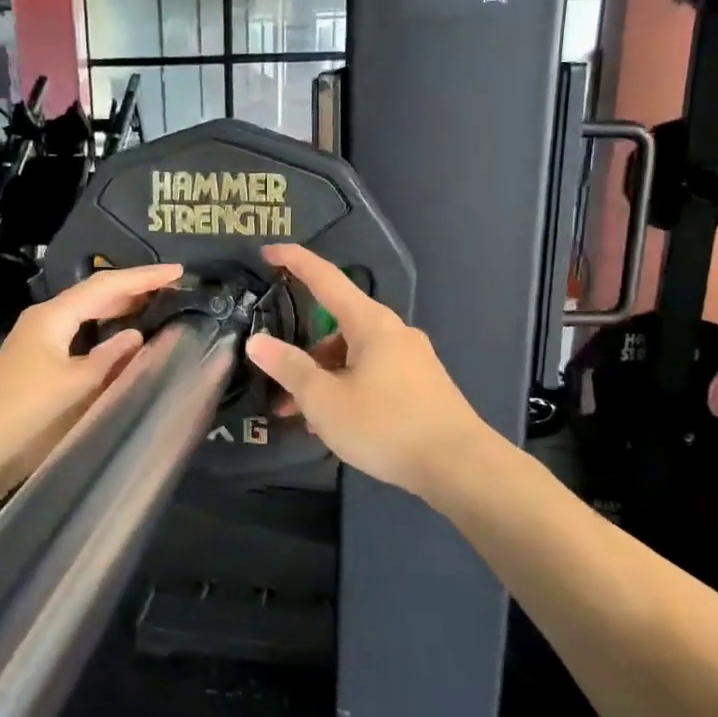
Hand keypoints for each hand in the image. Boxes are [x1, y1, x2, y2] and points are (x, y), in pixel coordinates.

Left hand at [0, 262, 182, 488]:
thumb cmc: (27, 414)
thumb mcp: (77, 385)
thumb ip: (111, 358)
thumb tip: (135, 335)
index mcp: (53, 316)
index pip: (106, 286)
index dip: (144, 277)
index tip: (179, 272)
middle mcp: (44, 320)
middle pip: (94, 295)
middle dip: (133, 289)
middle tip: (173, 287)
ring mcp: (38, 342)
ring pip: (86, 315)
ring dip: (119, 309)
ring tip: (155, 305)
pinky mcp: (37, 364)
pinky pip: (79, 336)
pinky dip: (105, 333)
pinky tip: (121, 342)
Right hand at [246, 244, 496, 498]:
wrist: (459, 466)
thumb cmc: (385, 425)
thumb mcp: (325, 400)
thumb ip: (289, 368)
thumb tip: (258, 342)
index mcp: (371, 323)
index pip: (326, 279)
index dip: (294, 262)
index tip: (268, 250)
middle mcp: (394, 332)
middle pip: (337, 328)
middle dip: (304, 354)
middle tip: (278, 383)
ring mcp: (413, 359)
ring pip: (354, 357)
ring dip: (325, 379)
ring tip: (304, 418)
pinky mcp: (422, 385)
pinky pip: (374, 375)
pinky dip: (348, 389)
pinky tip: (337, 424)